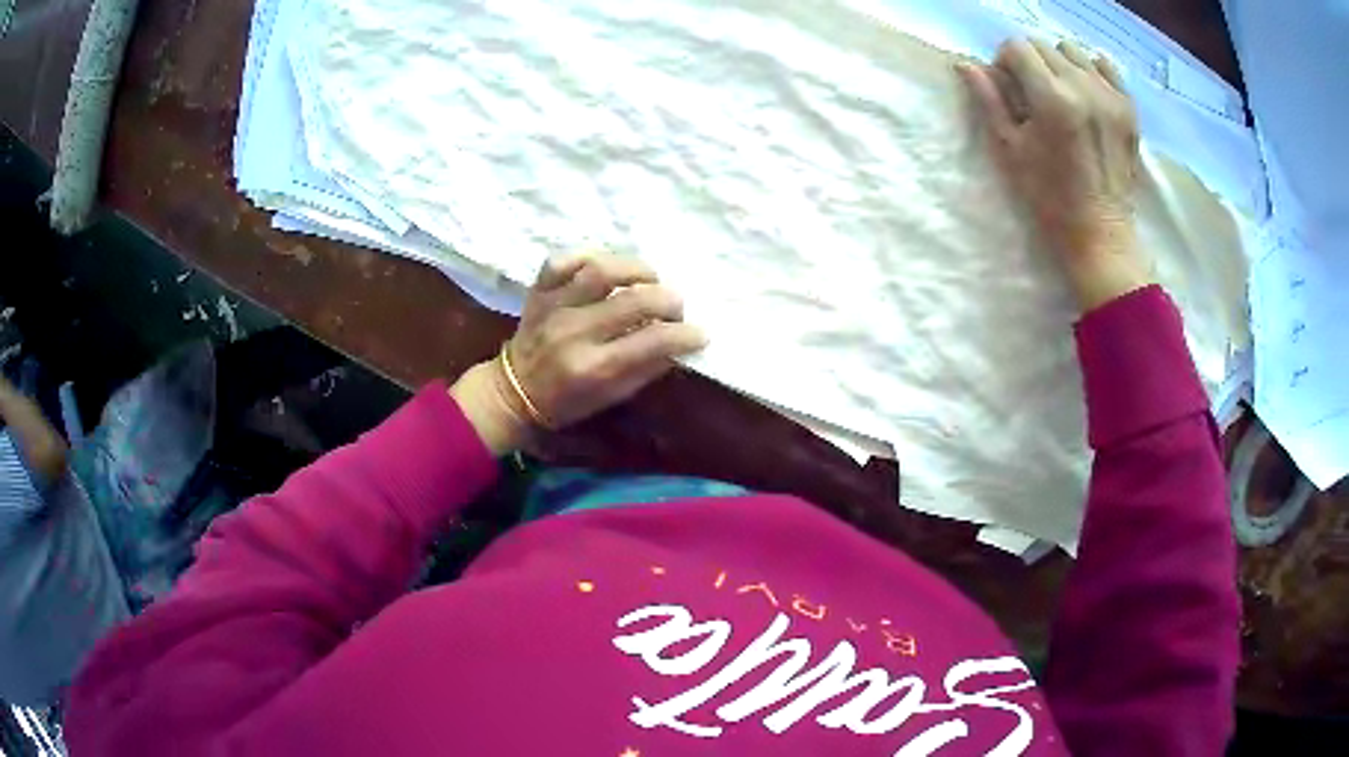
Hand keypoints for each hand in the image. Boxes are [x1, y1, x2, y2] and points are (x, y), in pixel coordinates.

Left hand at [451, 251, 707, 453]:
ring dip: (636, 269)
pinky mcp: (539, 291)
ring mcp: (554, 307)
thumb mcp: (610, 398)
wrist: (512, 391)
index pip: (651, 342)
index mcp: (593, 367)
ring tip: (650, 278)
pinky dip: (587, 256)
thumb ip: (645, 369)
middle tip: (676, 307)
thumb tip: (678, 343)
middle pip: (633, 300)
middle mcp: (575, 332)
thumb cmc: (565, 402)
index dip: (684, 335)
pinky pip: (562, 260)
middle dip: (668, 300)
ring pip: (600, 271)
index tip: (700, 334)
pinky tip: (606, 267)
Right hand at [957, 38, 1153, 311]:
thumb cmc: (1049, 198)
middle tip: (1033, 95)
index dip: (1004, 63)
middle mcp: (1083, 88)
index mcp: (1052, 98)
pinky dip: (1091, 71)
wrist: (1101, 234)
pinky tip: (1086, 94)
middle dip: (1031, 63)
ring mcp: (1110, 96)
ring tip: (1061, 94)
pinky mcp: (1128, 108)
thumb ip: (989, 101)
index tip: (1008, 89)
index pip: (1017, 47)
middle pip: (1043, 46)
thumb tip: (966, 64)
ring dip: (1059, 64)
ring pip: (1073, 51)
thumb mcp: (1010, 150)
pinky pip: (1105, 66)